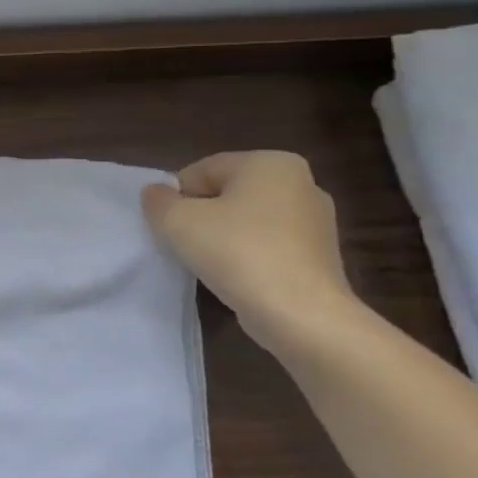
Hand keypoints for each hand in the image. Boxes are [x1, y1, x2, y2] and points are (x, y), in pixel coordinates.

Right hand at [141, 151, 356, 345]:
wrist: (302, 315)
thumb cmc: (238, 252)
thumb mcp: (178, 222)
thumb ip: (158, 201)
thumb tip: (155, 193)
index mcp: (270, 162)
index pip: (204, 170)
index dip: (176, 196)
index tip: (165, 224)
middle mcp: (302, 183)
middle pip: (228, 193)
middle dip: (201, 215)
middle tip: (181, 243)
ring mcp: (317, 222)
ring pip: (249, 221)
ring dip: (223, 237)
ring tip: (207, 264)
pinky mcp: (321, 257)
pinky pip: (270, 246)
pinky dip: (248, 256)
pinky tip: (236, 277)